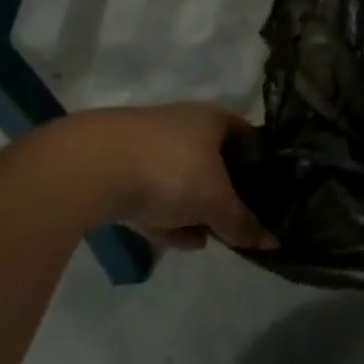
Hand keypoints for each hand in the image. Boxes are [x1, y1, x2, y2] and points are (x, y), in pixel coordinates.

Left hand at [70, 104, 276, 253]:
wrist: (89, 167)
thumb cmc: (170, 170)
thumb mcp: (215, 201)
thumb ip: (243, 223)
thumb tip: (274, 244)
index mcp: (212, 119)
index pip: (250, 137)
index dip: (262, 164)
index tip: (272, 193)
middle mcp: (183, 125)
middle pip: (215, 163)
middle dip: (224, 195)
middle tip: (237, 222)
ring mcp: (148, 147)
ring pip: (182, 182)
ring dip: (194, 211)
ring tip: (207, 239)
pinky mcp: (118, 171)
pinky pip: (153, 196)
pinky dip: (166, 217)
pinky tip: (177, 242)